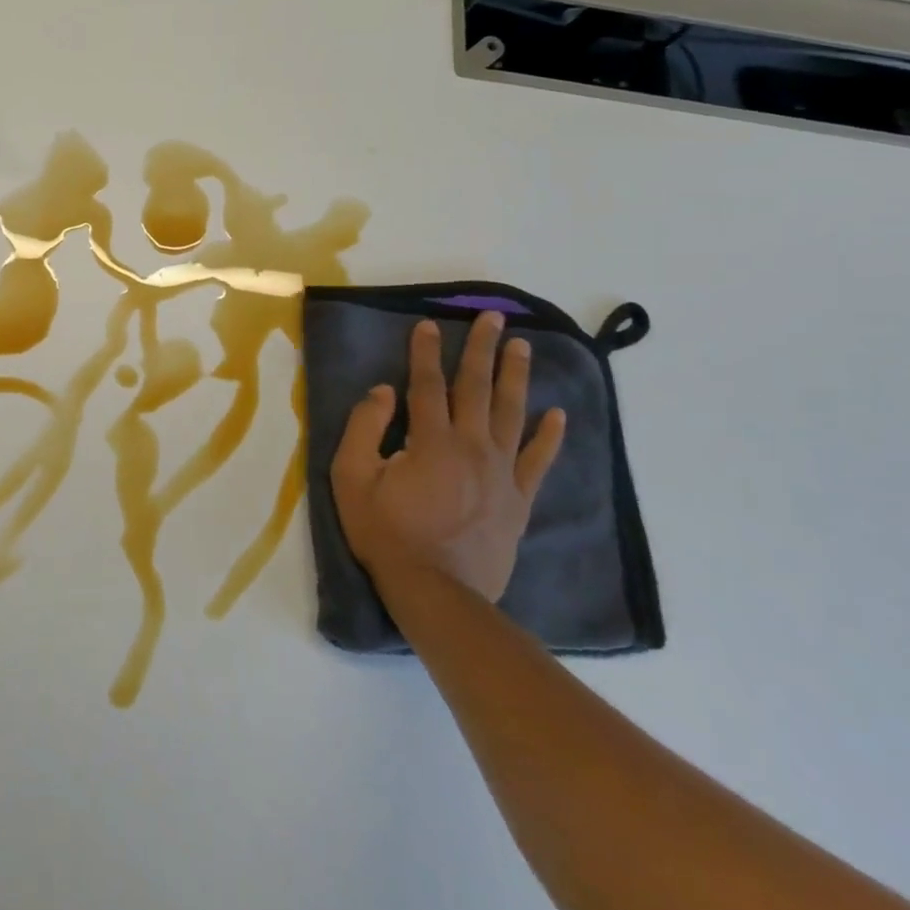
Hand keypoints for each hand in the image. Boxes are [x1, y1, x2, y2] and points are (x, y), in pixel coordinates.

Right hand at [332, 312, 565, 604]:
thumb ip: (364, 428)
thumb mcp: (352, 478)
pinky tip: (557, 414)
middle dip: (482, 349)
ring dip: (516, 377)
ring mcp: (501, 473)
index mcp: (430, 440)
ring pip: (511, 413)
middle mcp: (471, 446)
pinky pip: (538, 460)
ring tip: (523, 346)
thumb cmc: (386, 532)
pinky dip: (549, 436)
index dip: (425, 351)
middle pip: (476, 388)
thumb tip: (383, 390)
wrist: (437, 593)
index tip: (429, 324)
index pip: (427, 384)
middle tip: (493, 317)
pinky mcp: (519, 500)